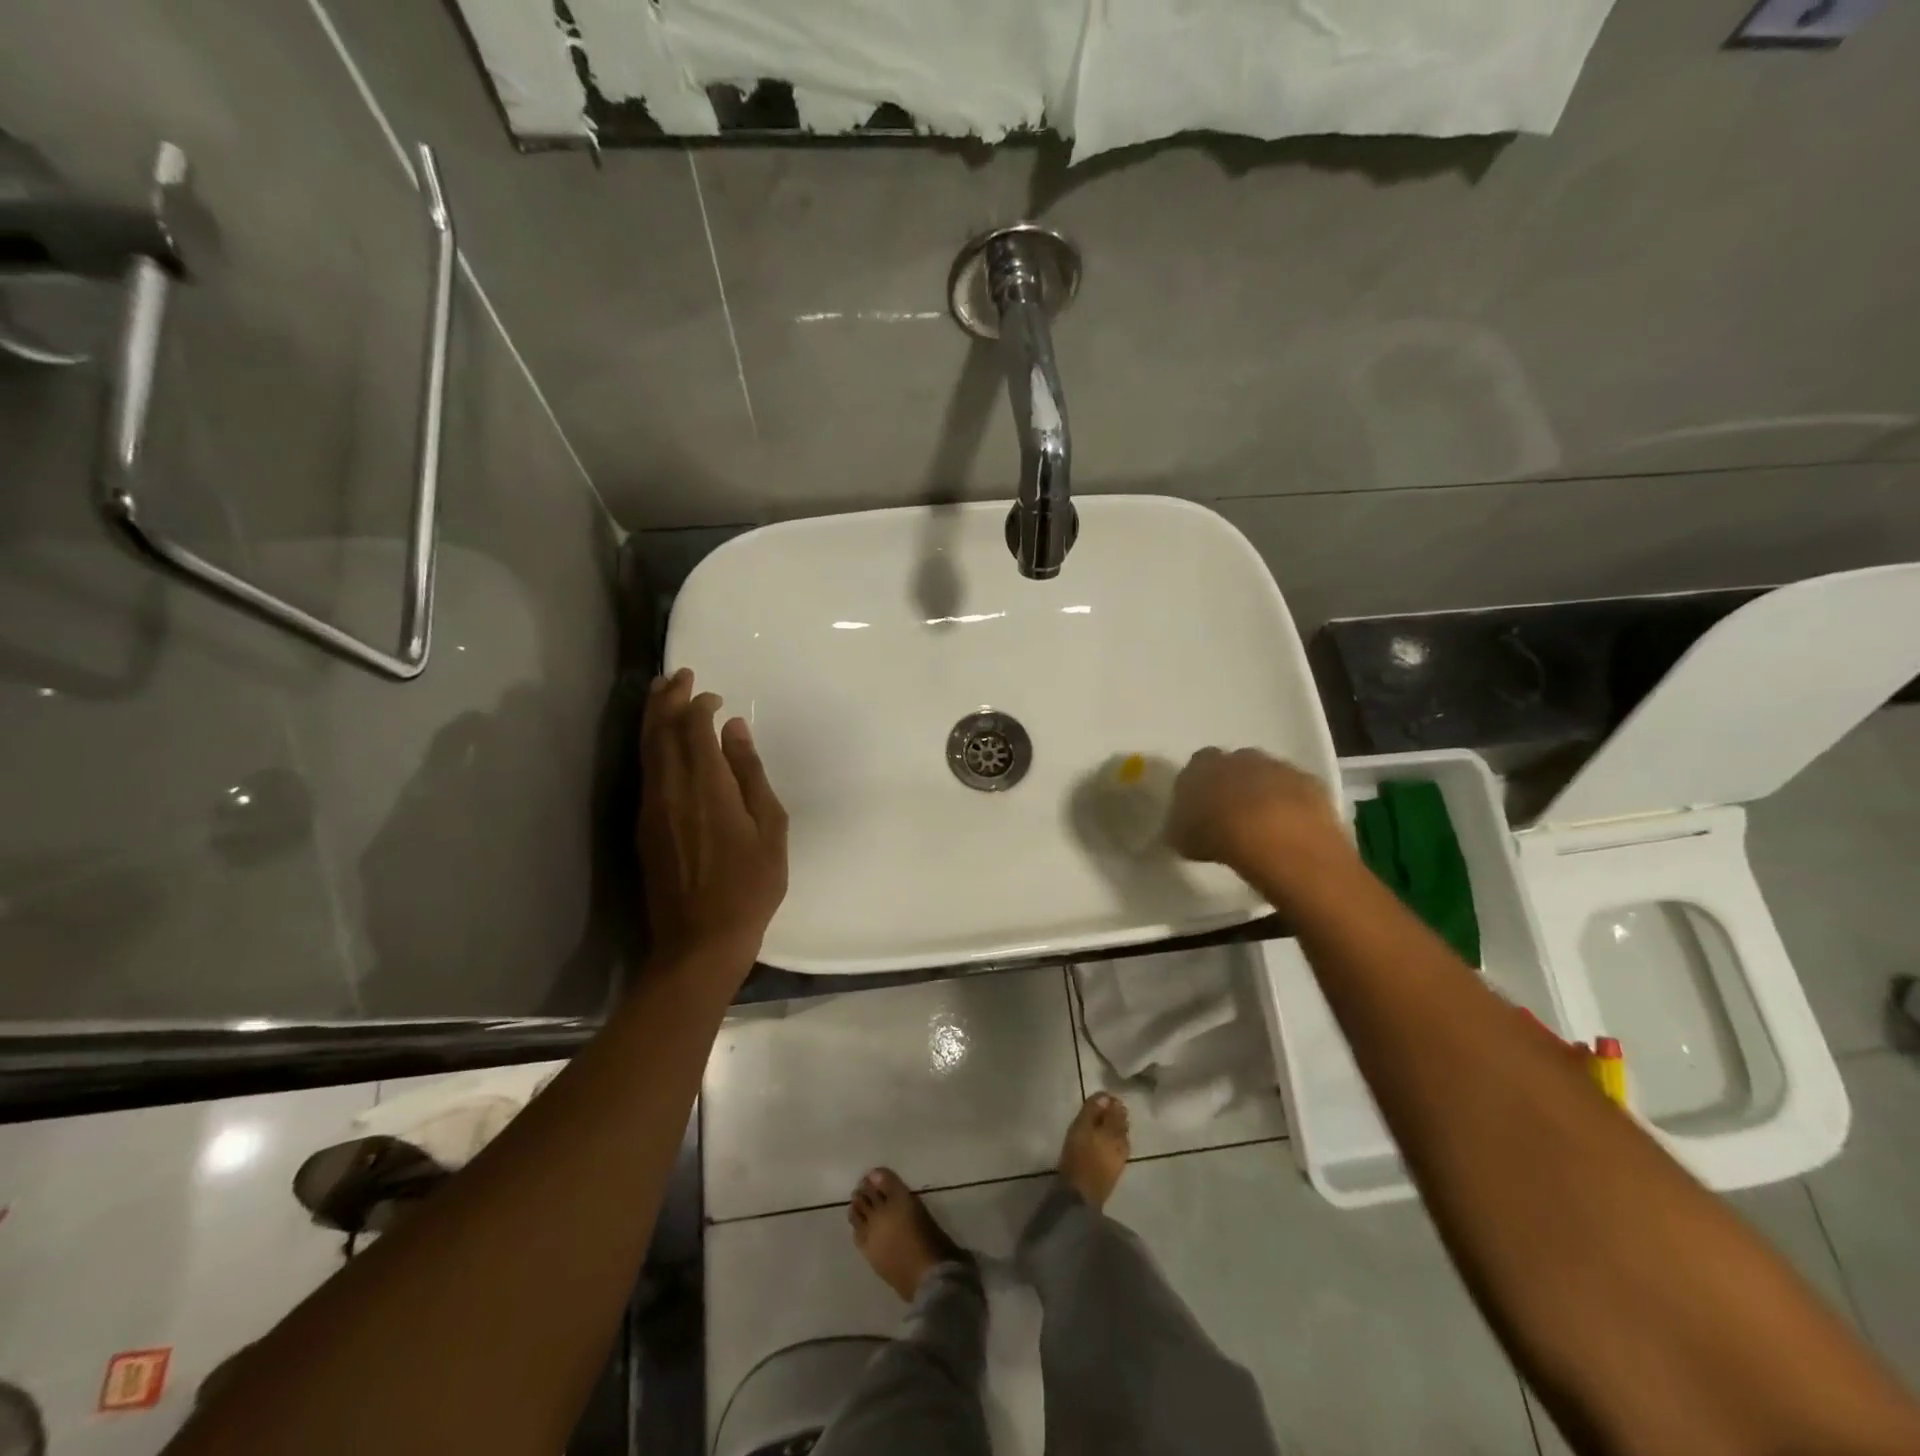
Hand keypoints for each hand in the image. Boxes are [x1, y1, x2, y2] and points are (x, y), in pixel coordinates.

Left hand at [639, 668, 788, 976]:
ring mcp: (651, 808)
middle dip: (666, 698)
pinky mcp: (644, 827)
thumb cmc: (749, 886)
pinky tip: (661, 742)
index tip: (713, 695)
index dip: (699, 704)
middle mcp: (670, 789)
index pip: (693, 728)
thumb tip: (734, 730)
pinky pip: (645, 770)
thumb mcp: (769, 829)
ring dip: (652, 717)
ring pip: (646, 749)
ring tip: (660, 693)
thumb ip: (750, 774)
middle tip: (677, 674)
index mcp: (706, 787)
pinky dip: (651, 745)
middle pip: (659, 731)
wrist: (700, 941)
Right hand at [1164, 747, 1345, 876]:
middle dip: (1234, 784)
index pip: (1198, 765)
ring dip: (1265, 794)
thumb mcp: (1181, 837)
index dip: (1200, 785)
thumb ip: (1180, 826)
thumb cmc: (1215, 833)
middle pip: (1235, 765)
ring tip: (1263, 825)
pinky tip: (1289, 829)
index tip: (1202, 807)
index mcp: (1202, 765)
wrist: (1273, 835)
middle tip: (1232, 814)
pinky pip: (1296, 791)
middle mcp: (1239, 757)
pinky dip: (1292, 806)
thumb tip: (1183, 827)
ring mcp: (1277, 766)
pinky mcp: (1309, 782)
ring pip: (1268, 775)